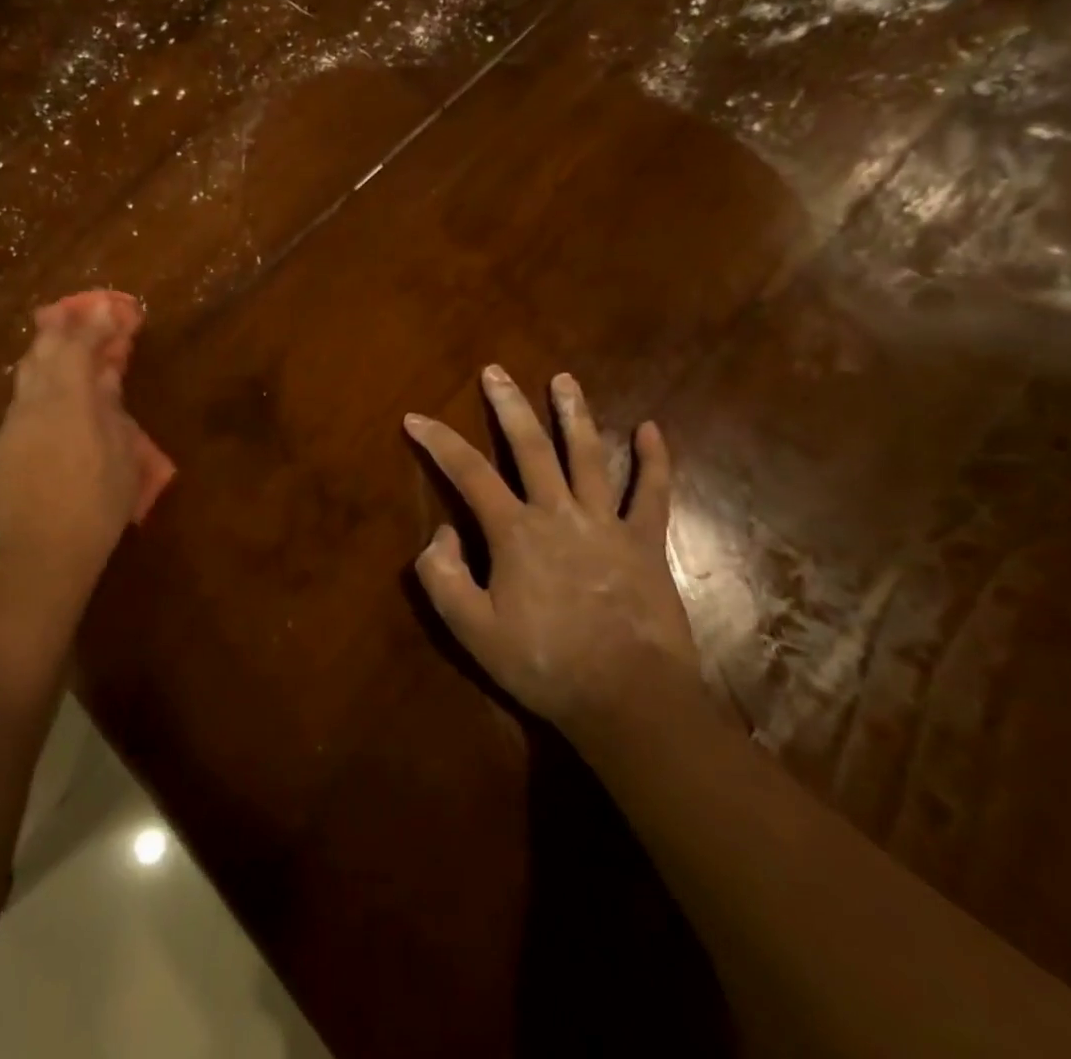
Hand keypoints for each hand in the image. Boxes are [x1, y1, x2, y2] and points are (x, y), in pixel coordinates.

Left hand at [0, 300, 140, 620]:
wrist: (39, 555)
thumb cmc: (95, 506)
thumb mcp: (120, 456)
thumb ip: (111, 410)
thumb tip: (105, 380)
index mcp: (68, 400)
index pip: (79, 346)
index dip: (95, 323)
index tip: (109, 306)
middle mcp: (34, 402)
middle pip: (44, 350)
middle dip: (63, 326)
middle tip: (79, 312)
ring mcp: (14, 423)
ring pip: (27, 372)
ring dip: (47, 350)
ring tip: (62, 340)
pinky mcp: (4, 445)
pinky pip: (22, 396)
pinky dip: (39, 379)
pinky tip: (51, 387)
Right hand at [404, 365, 698, 730]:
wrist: (628, 698)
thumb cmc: (544, 664)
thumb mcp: (471, 630)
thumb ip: (443, 577)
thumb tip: (443, 533)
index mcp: (515, 532)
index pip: (467, 473)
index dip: (438, 441)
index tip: (415, 417)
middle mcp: (558, 512)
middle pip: (530, 447)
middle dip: (509, 406)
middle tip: (496, 371)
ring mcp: (607, 523)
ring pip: (588, 455)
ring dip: (574, 414)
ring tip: (564, 379)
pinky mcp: (646, 542)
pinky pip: (653, 493)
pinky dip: (654, 460)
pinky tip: (652, 429)